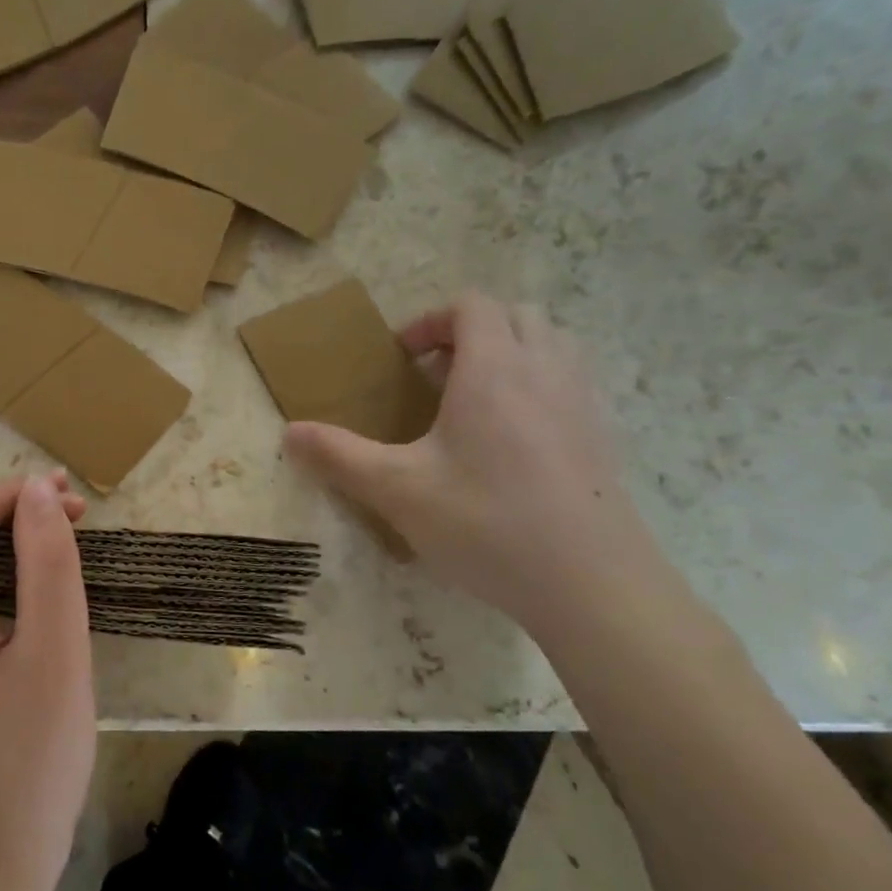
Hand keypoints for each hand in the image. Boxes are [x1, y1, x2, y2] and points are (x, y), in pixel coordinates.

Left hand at [0, 472, 95, 890]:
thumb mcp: (54, 652)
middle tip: (78, 520)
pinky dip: (1, 580)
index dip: (12, 493)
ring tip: (66, 549)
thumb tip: (39, 488)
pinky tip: (40, 596)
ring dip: (10, 545)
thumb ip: (48, 561)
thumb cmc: (28, 762)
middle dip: (13, 513)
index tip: (72, 504)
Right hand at [285, 292, 663, 632]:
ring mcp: (582, 403)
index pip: (471, 306)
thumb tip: (288, 433)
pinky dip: (538, 386)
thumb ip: (338, 455)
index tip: (403, 360)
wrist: (593, 584)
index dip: (431, 320)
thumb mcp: (396, 490)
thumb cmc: (486, 523)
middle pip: (515, 315)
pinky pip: (570, 383)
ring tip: (474, 400)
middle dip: (471, 331)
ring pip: (552, 344)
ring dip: (510, 352)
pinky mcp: (603, 438)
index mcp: (494, 369)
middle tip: (435, 375)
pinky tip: (510, 442)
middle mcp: (544, 371)